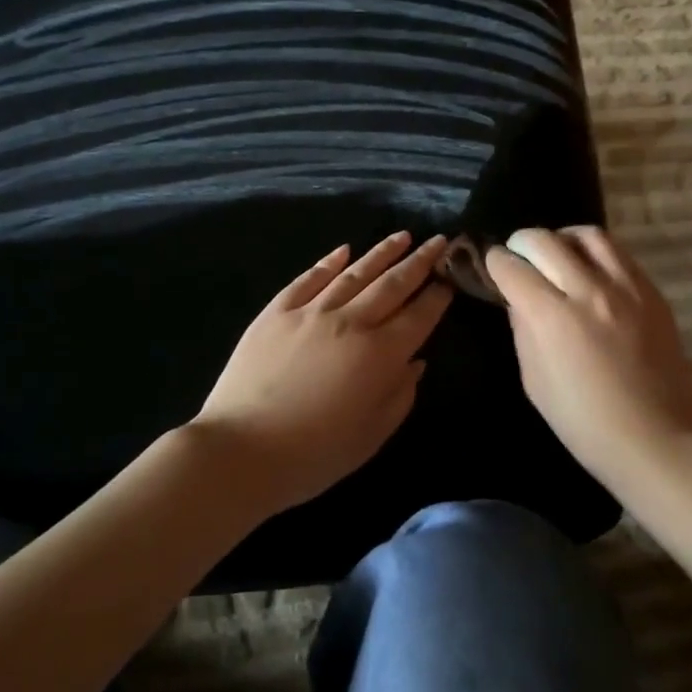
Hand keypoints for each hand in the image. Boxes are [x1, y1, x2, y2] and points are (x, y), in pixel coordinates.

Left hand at [191, 232, 452, 514]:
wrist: (240, 450)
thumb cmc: (313, 455)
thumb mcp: (371, 436)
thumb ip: (400, 395)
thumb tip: (416, 361)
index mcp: (379, 355)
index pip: (418, 316)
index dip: (437, 296)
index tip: (451, 278)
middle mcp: (350, 322)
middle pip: (392, 284)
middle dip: (419, 261)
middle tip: (438, 241)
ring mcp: (311, 311)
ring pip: (355, 273)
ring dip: (382, 252)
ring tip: (402, 236)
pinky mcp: (277, 311)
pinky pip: (309, 278)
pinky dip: (329, 262)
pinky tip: (344, 250)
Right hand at [485, 227, 691, 483]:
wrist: (653, 438)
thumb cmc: (582, 421)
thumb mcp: (533, 379)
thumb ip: (522, 329)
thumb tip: (518, 297)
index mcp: (552, 316)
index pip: (511, 267)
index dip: (495, 262)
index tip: (493, 265)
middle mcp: (588, 291)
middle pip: (544, 240)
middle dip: (521, 242)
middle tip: (518, 256)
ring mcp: (626, 288)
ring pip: (587, 234)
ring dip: (563, 238)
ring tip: (558, 253)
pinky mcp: (652, 292)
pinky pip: (619, 254)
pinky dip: (596, 254)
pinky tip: (591, 271)